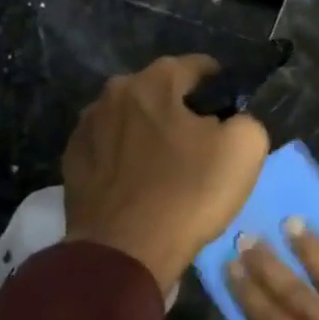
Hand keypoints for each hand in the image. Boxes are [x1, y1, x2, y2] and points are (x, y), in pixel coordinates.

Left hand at [63, 55, 268, 294]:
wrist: (125, 253)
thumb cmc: (188, 192)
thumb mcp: (245, 149)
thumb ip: (246, 120)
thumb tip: (232, 122)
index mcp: (154, 82)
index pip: (196, 66)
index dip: (220, 84)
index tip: (231, 106)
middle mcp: (114, 94)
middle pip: (159, 92)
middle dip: (181, 109)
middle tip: (203, 141)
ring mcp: (86, 128)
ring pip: (131, 120)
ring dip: (150, 133)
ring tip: (169, 164)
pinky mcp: (72, 164)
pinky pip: (110, 150)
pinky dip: (127, 158)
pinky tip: (141, 183)